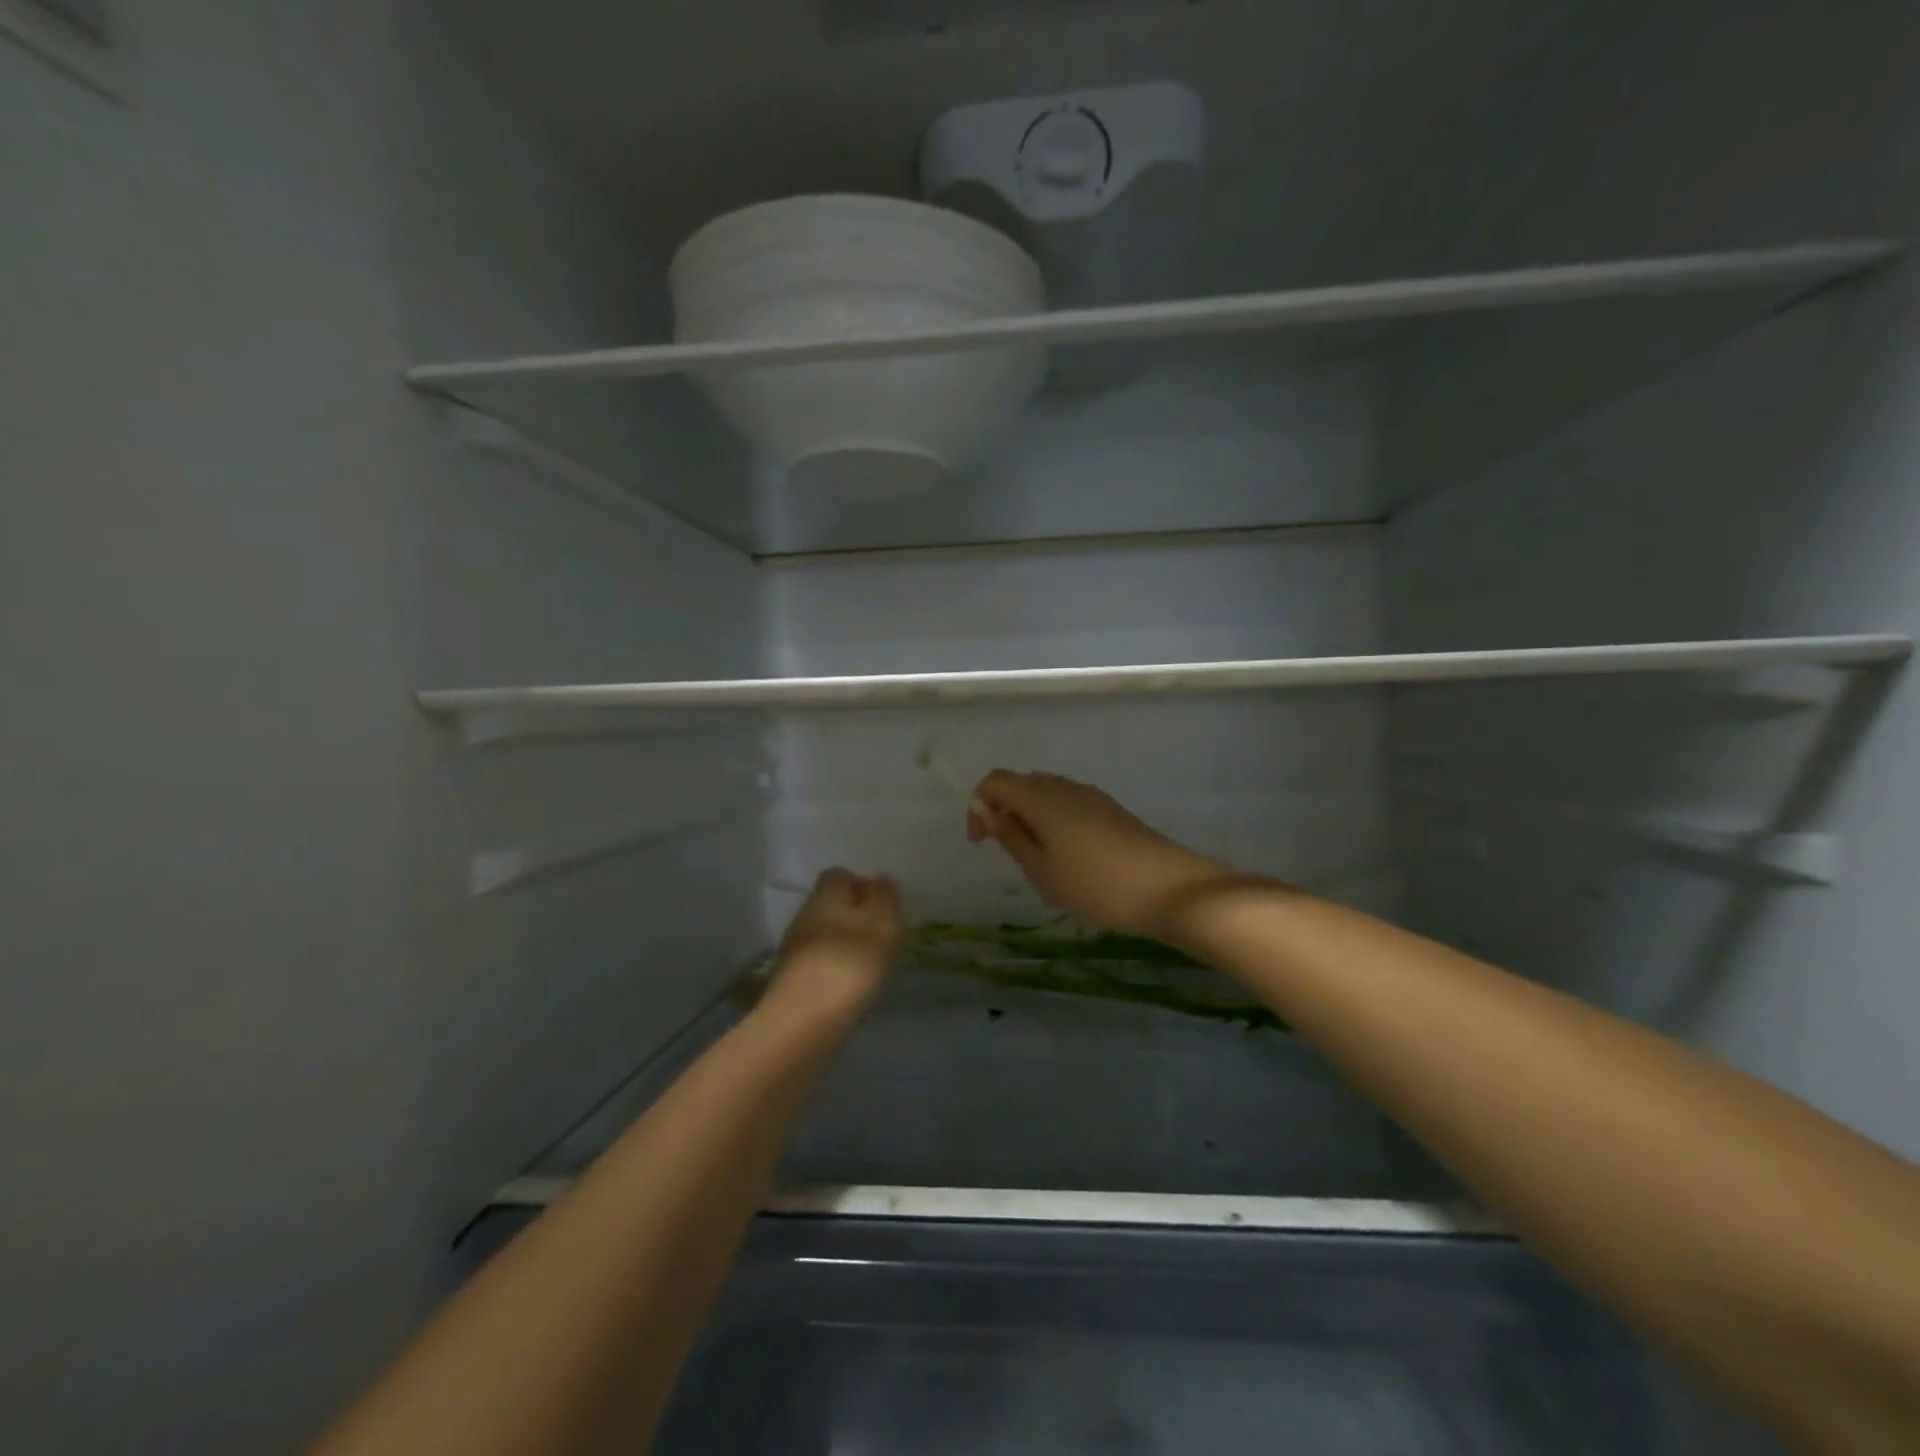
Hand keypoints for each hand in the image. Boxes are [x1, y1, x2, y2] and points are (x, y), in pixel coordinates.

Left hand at [767, 868, 902, 1016]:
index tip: (883, 905)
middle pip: (830, 905)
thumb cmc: (852, 961)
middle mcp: (804, 914)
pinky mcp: (789, 980)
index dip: (861, 884)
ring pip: (823, 935)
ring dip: (844, 944)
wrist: (805, 1021)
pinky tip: (850, 986)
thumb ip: (884, 897)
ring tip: (869, 964)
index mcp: (826, 893)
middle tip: (880, 936)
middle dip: (853, 916)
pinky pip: (817, 963)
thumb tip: (880, 878)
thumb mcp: (882, 923)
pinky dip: (834, 968)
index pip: (840, 875)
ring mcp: (793, 949)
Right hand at [966, 771, 1230, 937]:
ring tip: (1038, 860)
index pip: (995, 781)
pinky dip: (1054, 822)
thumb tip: (986, 810)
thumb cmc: (1095, 885)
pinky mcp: (1109, 809)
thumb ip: (1010, 836)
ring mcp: (1090, 796)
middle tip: (1008, 853)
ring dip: (1030, 818)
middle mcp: (1064, 786)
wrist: (1168, 887)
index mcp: (1041, 797)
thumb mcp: (1041, 870)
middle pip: (1021, 784)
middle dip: (1004, 811)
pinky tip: (1067, 857)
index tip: (980, 843)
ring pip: (1046, 794)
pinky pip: (1068, 805)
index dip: (978, 806)